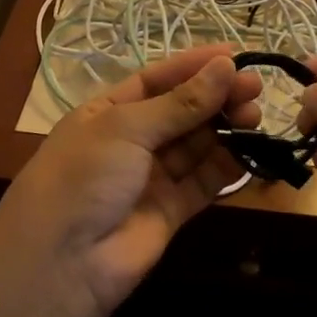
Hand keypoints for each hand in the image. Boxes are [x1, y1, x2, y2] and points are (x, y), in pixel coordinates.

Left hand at [0, 46, 262, 316]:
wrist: (62, 262)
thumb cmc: (84, 176)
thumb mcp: (126, 128)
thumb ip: (181, 102)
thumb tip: (226, 66)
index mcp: (107, 112)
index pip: (156, 80)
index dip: (193, 66)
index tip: (234, 55)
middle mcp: (130, 141)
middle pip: (181, 111)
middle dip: (216, 97)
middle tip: (255, 89)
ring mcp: (151, 177)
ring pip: (196, 145)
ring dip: (225, 128)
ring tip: (254, 116)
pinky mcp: (171, 210)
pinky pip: (203, 182)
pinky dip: (226, 167)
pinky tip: (249, 151)